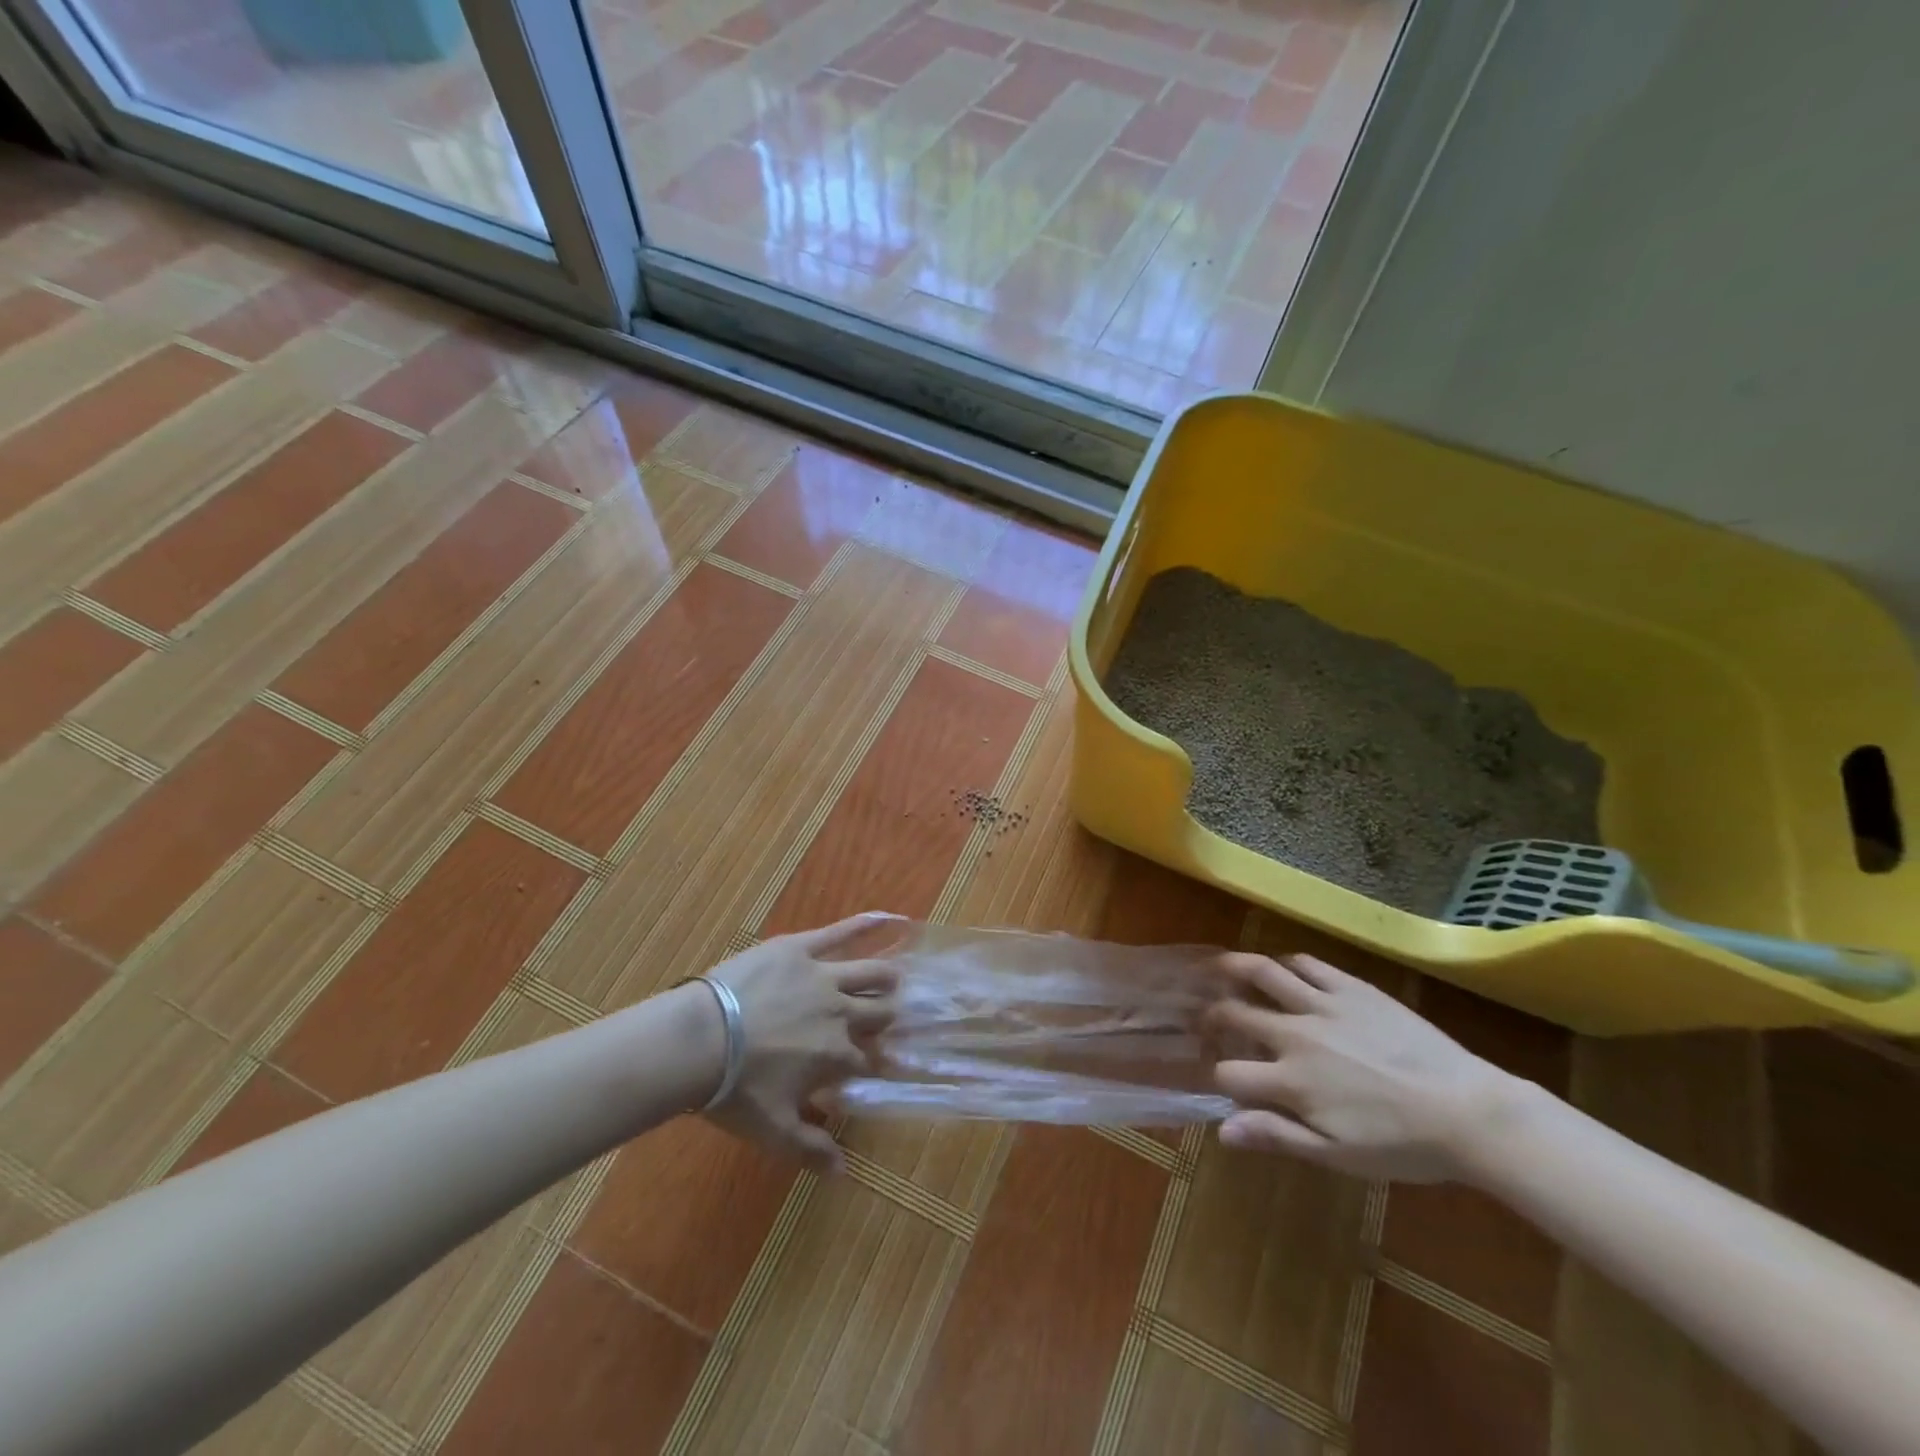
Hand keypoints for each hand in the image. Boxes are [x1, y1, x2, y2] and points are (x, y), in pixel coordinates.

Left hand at [701, 913, 899, 1173]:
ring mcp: (823, 975)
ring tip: (895, 978)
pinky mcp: (801, 948)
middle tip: (890, 1018)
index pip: (868, 1059)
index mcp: (837, 1055)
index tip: (876, 1065)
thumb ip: (811, 1150)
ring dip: (886, 977)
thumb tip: (844, 1173)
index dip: (872, 1063)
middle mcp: (841, 1012)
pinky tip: (885, 916)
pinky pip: (838, 932)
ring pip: (870, 972)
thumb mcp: (773, 1131)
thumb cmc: (735, 1090)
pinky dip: (864, 924)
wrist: (700, 1040)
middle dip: (887, 1018)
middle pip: (879, 1012)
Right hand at [1205, 953, 1519, 1181]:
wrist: (1469, 1112)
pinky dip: (1286, 963)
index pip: (1229, 1074)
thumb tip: (1222, 1130)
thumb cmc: (1403, 1145)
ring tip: (1220, 967)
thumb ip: (1277, 1136)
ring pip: (1263, 973)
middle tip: (1207, 1017)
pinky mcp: (1351, 987)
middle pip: (1235, 1014)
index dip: (1218, 1077)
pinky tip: (1282, 968)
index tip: (1221, 1079)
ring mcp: (1323, 1006)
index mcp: (1291, 1082)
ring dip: (1234, 968)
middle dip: (1212, 1016)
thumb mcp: (1338, 1155)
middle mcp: (1296, 1035)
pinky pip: (1307, 964)